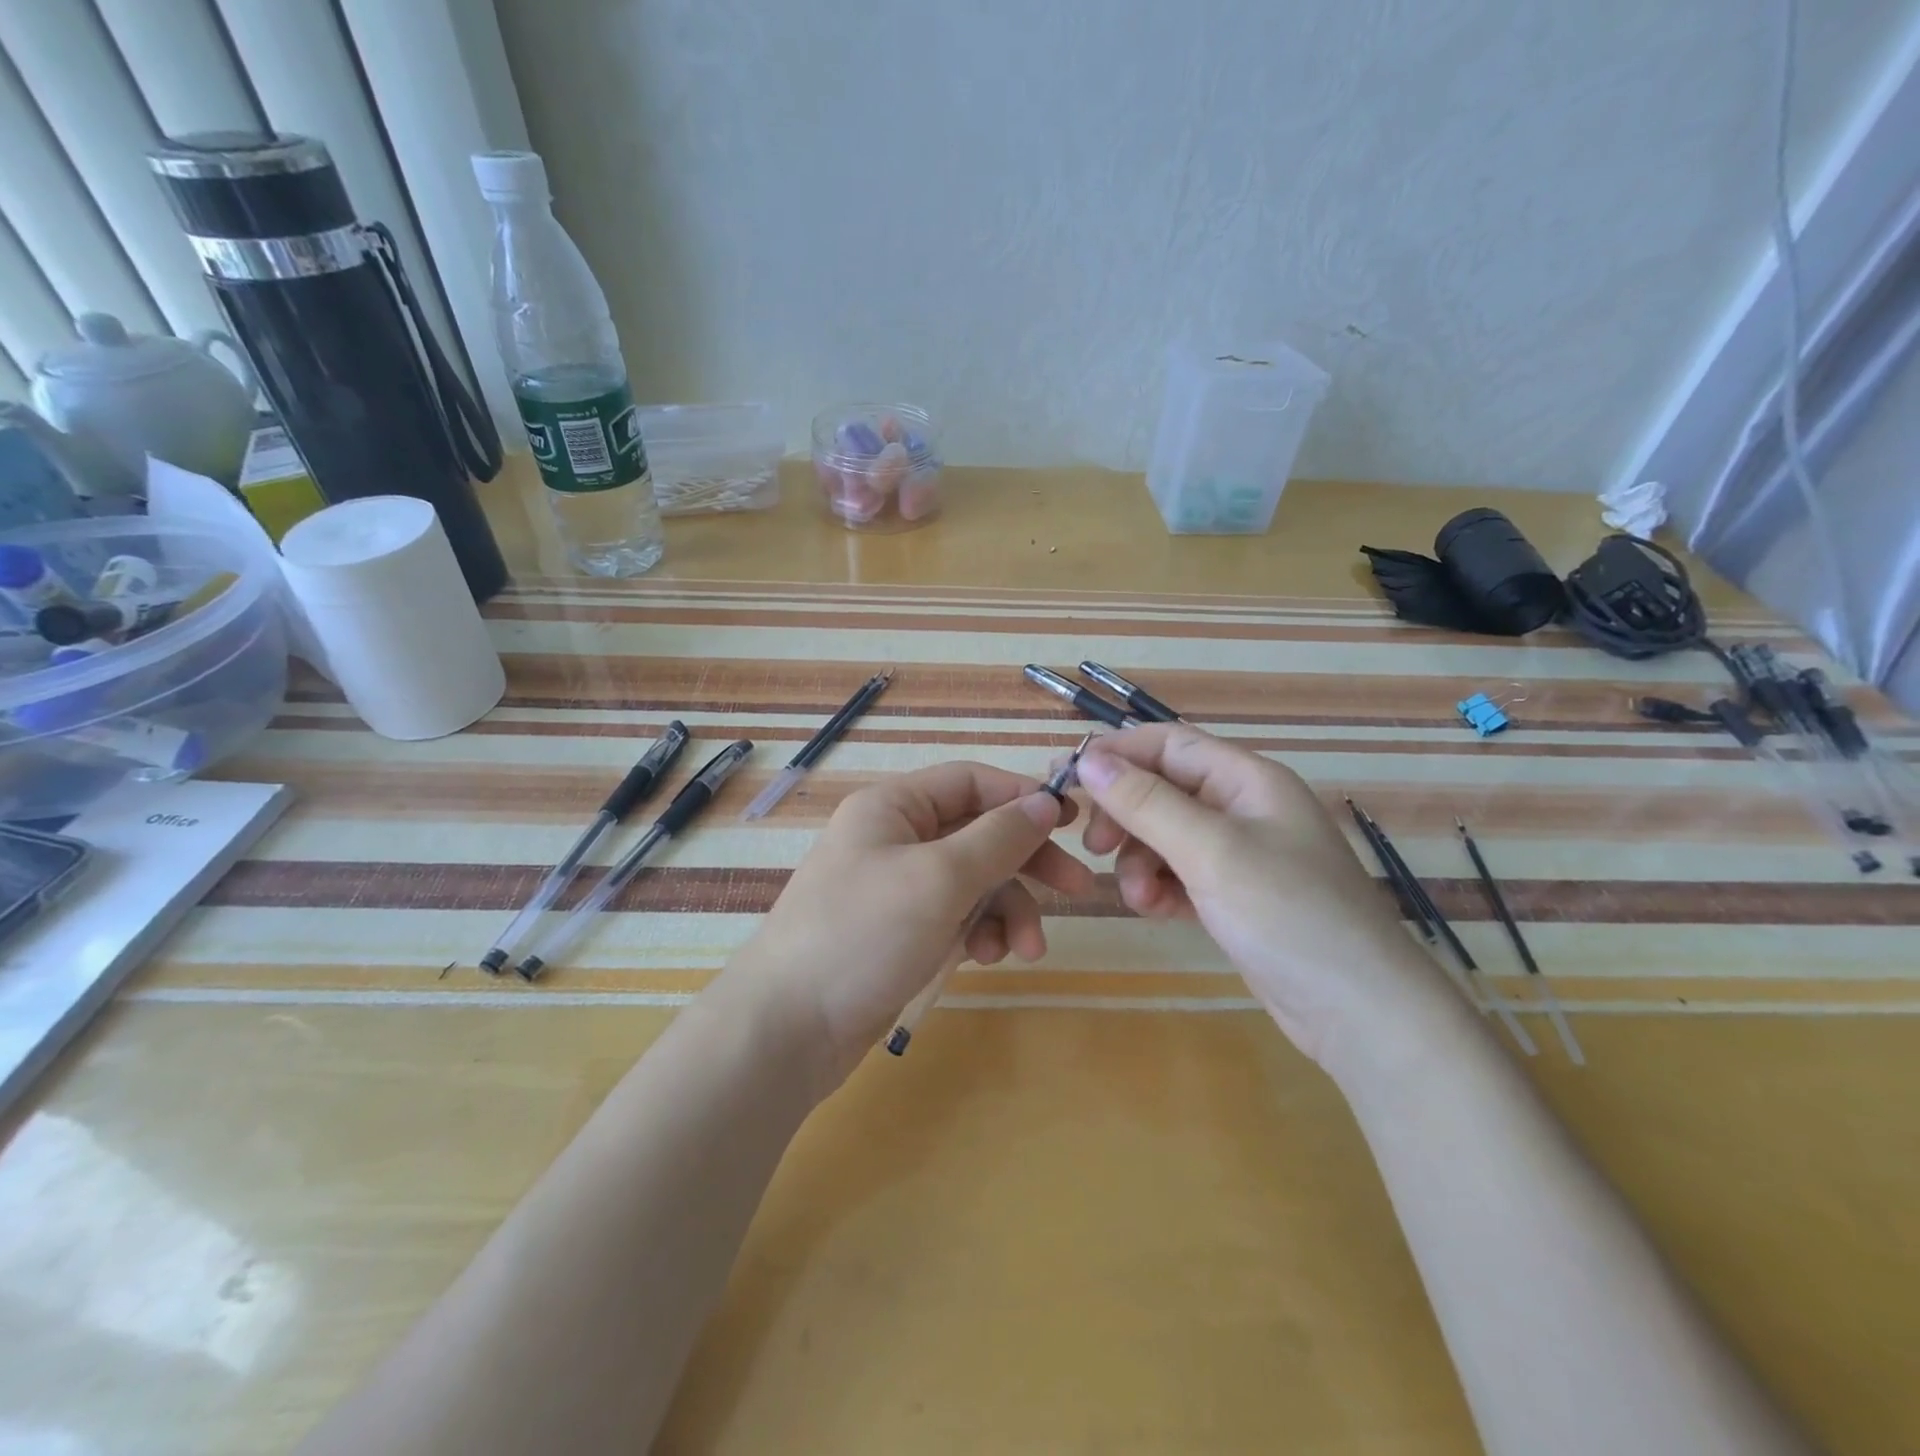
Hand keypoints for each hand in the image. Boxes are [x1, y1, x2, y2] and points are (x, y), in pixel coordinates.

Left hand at [729, 762, 1095, 1091]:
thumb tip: (1046, 801)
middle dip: (1027, 862)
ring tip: (1025, 950)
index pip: (971, 781)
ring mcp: (897, 888)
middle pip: (979, 833)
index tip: (1072, 823)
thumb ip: (999, 837)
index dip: (1023, 796)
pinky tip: (986, 959)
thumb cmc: (863, 934)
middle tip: (1079, 889)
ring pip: (973, 882)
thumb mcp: (940, 877)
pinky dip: (979, 933)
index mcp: (894, 807)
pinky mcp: (900, 933)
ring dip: (1008, 910)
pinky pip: (955, 917)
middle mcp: (895, 838)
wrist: (787, 1029)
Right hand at [1075, 724, 1458, 1068]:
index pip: (1168, 744)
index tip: (1067, 781)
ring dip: (1139, 860)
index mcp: (1247, 779)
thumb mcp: (1210, 851)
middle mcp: (1243, 808)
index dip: (1116, 755)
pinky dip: (1159, 888)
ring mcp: (1240, 854)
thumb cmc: (1288, 913)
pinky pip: (1179, 874)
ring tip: (1137, 896)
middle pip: (1162, 789)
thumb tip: (1088, 759)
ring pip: (1165, 836)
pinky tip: (1155, 911)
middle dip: (1124, 815)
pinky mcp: (1234, 896)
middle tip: (1092, 846)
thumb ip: (1146, 802)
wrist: (1361, 1013)